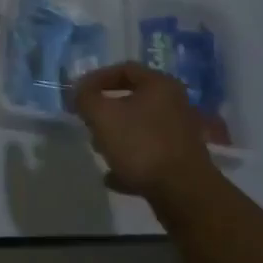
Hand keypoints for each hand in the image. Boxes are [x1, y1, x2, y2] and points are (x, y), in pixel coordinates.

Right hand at [73, 63, 218, 202]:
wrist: (184, 194)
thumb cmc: (141, 144)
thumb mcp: (103, 116)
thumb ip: (86, 99)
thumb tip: (79, 92)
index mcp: (159, 84)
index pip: (124, 69)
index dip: (97, 78)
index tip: (78, 93)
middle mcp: (174, 104)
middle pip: (133, 99)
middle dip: (107, 110)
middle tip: (88, 120)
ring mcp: (180, 135)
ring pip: (140, 128)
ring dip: (117, 137)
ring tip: (98, 149)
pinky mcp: (181, 163)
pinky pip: (149, 155)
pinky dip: (129, 162)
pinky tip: (112, 178)